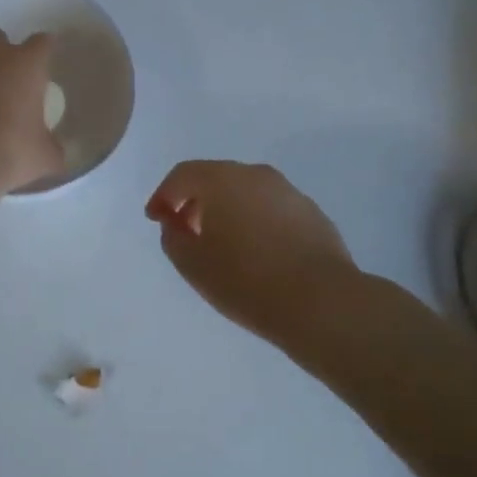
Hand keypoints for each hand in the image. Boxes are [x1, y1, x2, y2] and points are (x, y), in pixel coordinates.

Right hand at [146, 161, 359, 347]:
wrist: (321, 302)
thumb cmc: (246, 280)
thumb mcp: (192, 264)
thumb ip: (173, 237)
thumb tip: (176, 223)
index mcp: (221, 179)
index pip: (182, 175)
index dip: (163, 195)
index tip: (155, 219)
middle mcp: (255, 174)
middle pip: (215, 178)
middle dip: (195, 201)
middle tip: (186, 231)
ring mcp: (288, 191)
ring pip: (246, 192)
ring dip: (227, 210)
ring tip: (222, 245)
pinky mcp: (312, 213)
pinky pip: (271, 209)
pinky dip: (255, 221)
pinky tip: (257, 253)